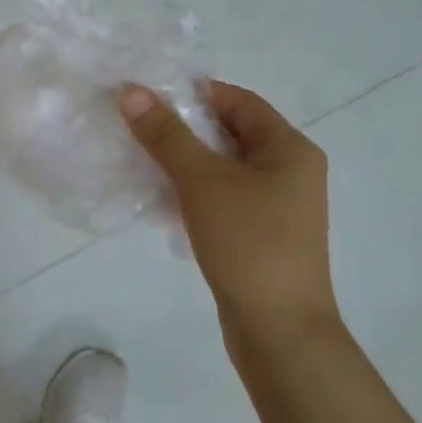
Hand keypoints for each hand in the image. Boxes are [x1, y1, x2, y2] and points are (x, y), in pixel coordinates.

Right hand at [121, 81, 335, 358]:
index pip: (238, 100)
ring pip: (224, 168)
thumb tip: (131, 91)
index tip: (149, 97)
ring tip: (141, 160)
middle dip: (184, 128)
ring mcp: (278, 206)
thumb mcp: (202, 181)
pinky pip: (224, 198)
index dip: (194, 93)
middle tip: (138, 126)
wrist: (279, 332)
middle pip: (231, 132)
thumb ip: (166, 134)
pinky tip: (160, 200)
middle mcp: (291, 171)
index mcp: (290, 148)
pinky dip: (194, 192)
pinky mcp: (262, 235)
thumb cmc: (248, 242)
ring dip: (185, 162)